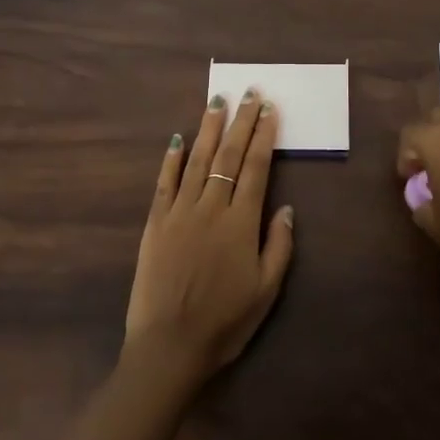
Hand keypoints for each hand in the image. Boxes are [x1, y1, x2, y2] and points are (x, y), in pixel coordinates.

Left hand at [125, 90, 294, 379]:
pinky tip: (177, 139)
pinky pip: (164, 182)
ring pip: (197, 160)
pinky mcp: (154, 223)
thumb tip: (285, 207)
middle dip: (241, 122)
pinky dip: (171, 159)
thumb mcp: (266, 291)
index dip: (264, 136)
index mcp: (240, 222)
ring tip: (217, 101)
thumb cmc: (224, 322)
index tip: (269, 110)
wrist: (169, 345)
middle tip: (248, 93)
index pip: (256, 168)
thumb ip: (278, 246)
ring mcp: (179, 212)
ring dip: (209, 129)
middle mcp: (210, 207)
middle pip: (228, 156)